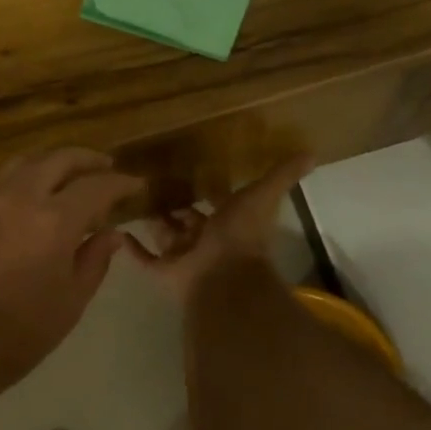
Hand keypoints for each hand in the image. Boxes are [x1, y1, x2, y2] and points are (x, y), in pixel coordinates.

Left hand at [0, 149, 143, 400]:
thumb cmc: (18, 334)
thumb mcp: (70, 302)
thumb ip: (95, 260)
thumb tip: (112, 233)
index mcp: (53, 220)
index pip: (97, 186)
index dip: (121, 182)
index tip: (136, 184)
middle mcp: (18, 196)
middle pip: (58, 159)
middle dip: (87, 160)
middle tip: (105, 167)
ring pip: (23, 163)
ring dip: (51, 164)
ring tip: (66, 178)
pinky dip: (19, 180)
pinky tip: (24, 197)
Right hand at [125, 154, 314, 302]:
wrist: (223, 276)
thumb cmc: (241, 234)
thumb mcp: (262, 195)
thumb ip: (283, 175)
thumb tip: (312, 153)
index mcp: (230, 223)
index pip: (218, 204)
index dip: (209, 192)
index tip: (191, 173)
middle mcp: (208, 241)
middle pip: (189, 222)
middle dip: (177, 208)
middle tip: (154, 186)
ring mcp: (185, 257)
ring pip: (167, 238)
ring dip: (155, 224)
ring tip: (132, 201)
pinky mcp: (165, 272)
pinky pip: (146, 259)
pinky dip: (133, 248)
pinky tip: (118, 231)